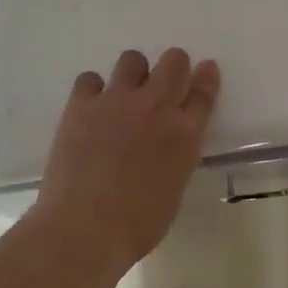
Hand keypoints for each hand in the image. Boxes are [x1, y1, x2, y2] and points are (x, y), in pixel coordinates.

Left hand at [34, 47, 220, 270]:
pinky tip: (92, 109)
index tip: (206, 70)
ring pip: (132, 59)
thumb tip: (167, 145)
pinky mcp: (81, 105)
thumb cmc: (138, 224)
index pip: (204, 93)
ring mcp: (116, 101)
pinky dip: (94, 89)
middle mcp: (156, 108)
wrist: (85, 228)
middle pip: (173, 62)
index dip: (206, 79)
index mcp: (186, 134)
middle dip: (173, 67)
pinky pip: (90, 78)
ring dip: (134, 73)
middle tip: (163, 83)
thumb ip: (177, 156)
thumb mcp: (174, 188)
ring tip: (124, 96)